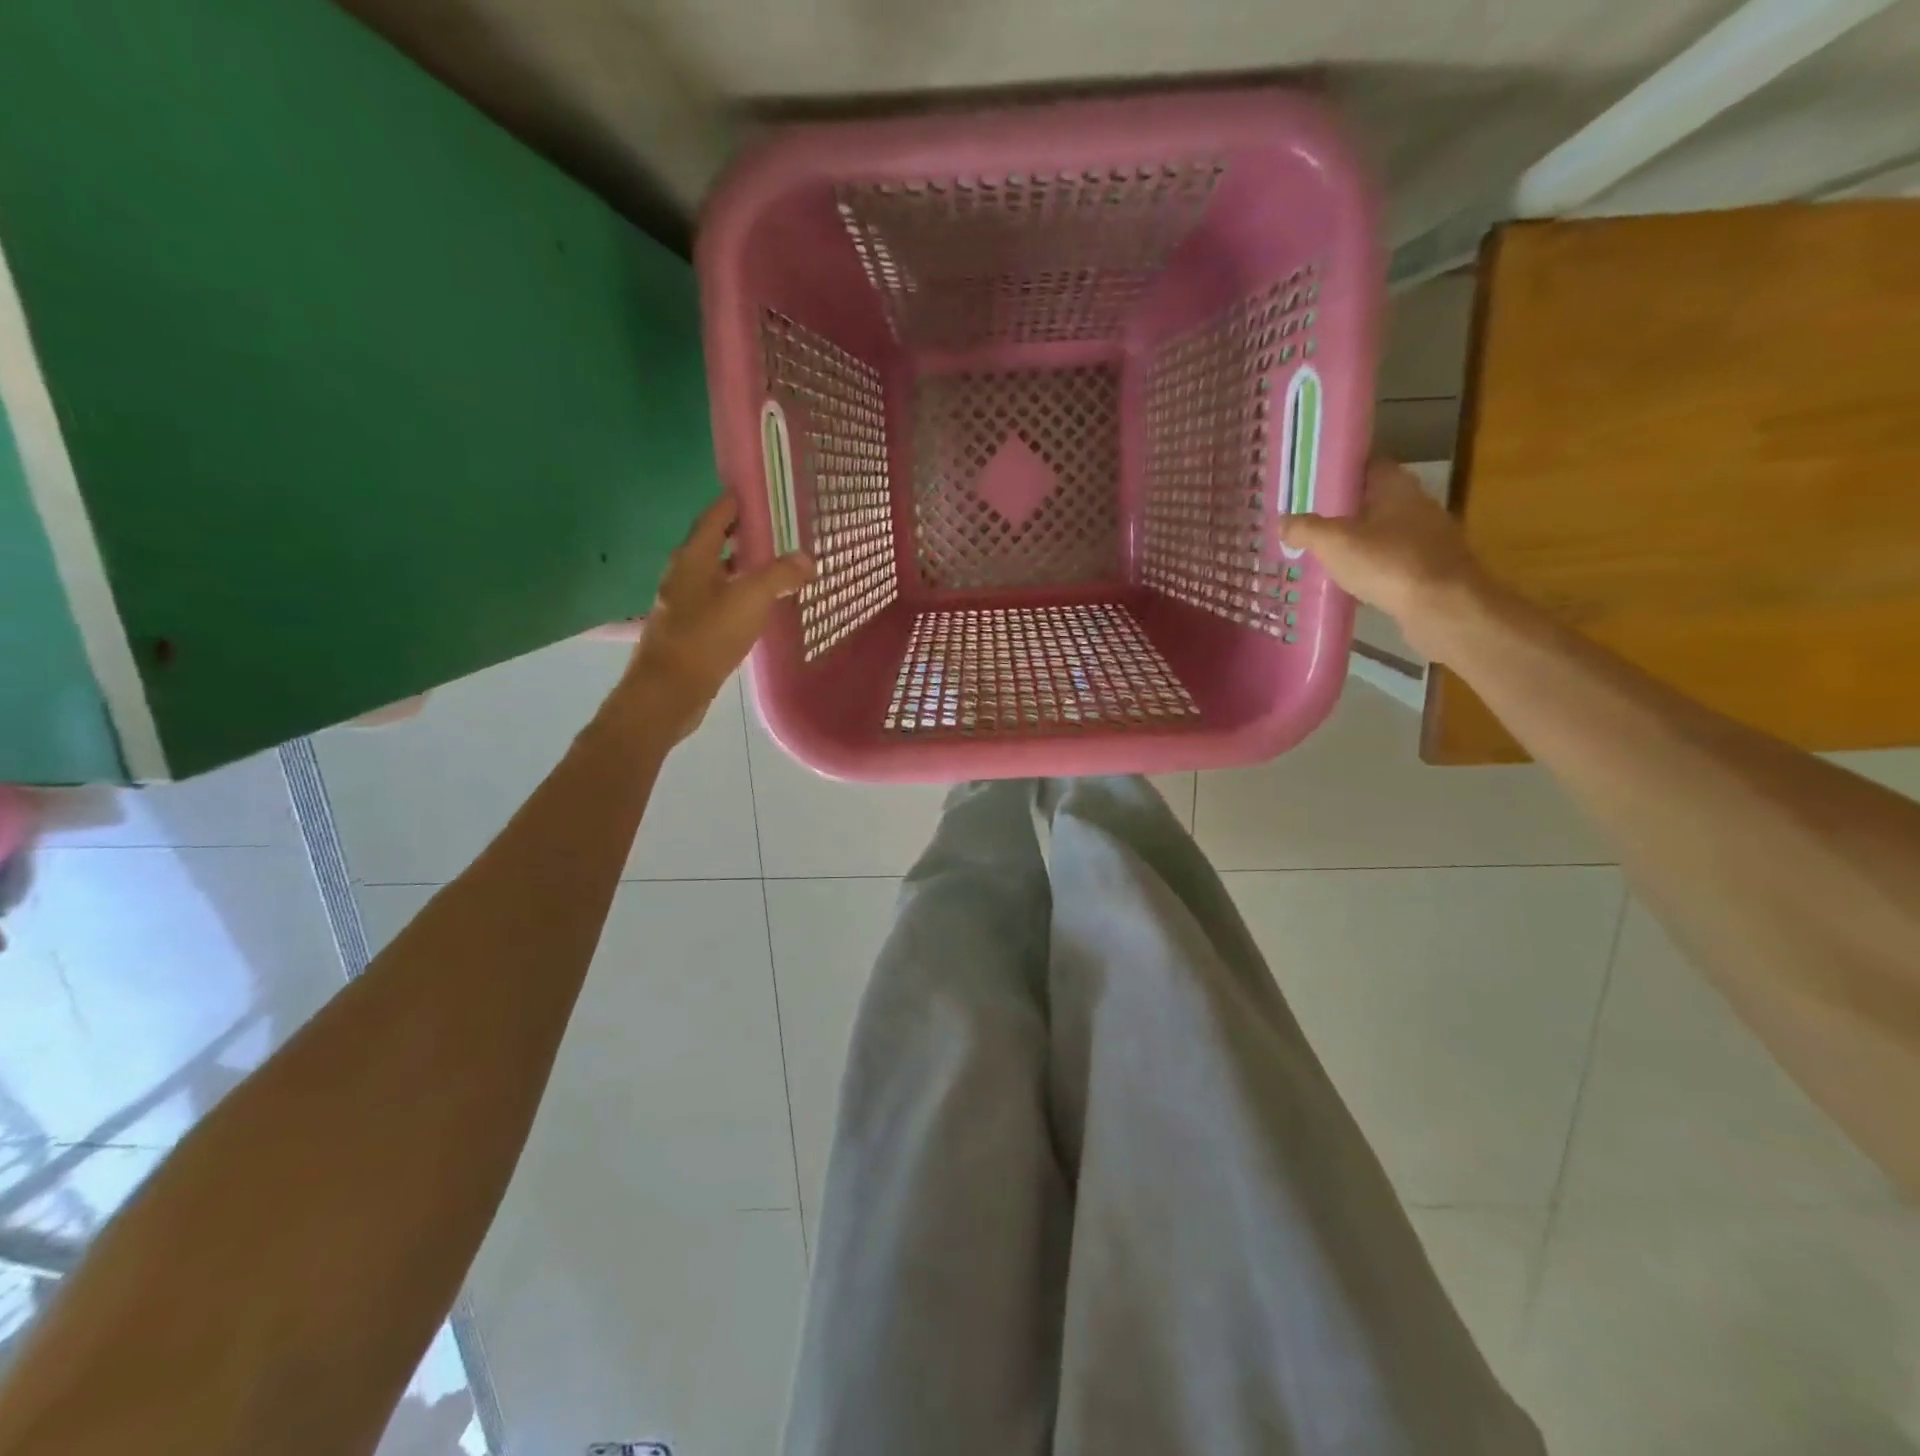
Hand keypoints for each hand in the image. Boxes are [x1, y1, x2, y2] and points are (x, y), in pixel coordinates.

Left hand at [615, 496, 812, 743]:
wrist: (669, 691)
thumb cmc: (706, 637)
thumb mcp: (750, 600)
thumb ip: (780, 575)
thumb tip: (807, 558)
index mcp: (692, 557)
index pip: (715, 516)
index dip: (736, 502)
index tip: (760, 493)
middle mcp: (683, 574)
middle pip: (713, 544)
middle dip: (742, 536)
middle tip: (776, 531)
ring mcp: (683, 603)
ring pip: (715, 575)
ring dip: (740, 568)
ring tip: (773, 567)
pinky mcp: (688, 629)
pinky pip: (717, 600)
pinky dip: (737, 595)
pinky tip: (757, 607)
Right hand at [1277, 458, 1490, 660]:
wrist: (1443, 607)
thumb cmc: (1388, 563)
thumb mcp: (1334, 543)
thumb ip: (1305, 529)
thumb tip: (1283, 522)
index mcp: (1396, 486)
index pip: (1367, 464)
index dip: (1339, 471)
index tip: (1312, 482)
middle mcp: (1417, 503)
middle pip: (1374, 499)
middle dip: (1344, 509)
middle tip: (1310, 521)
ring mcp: (1429, 537)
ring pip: (1384, 531)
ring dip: (1359, 540)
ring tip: (1325, 553)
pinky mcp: (1432, 568)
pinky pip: (1393, 560)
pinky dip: (1373, 566)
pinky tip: (1352, 582)